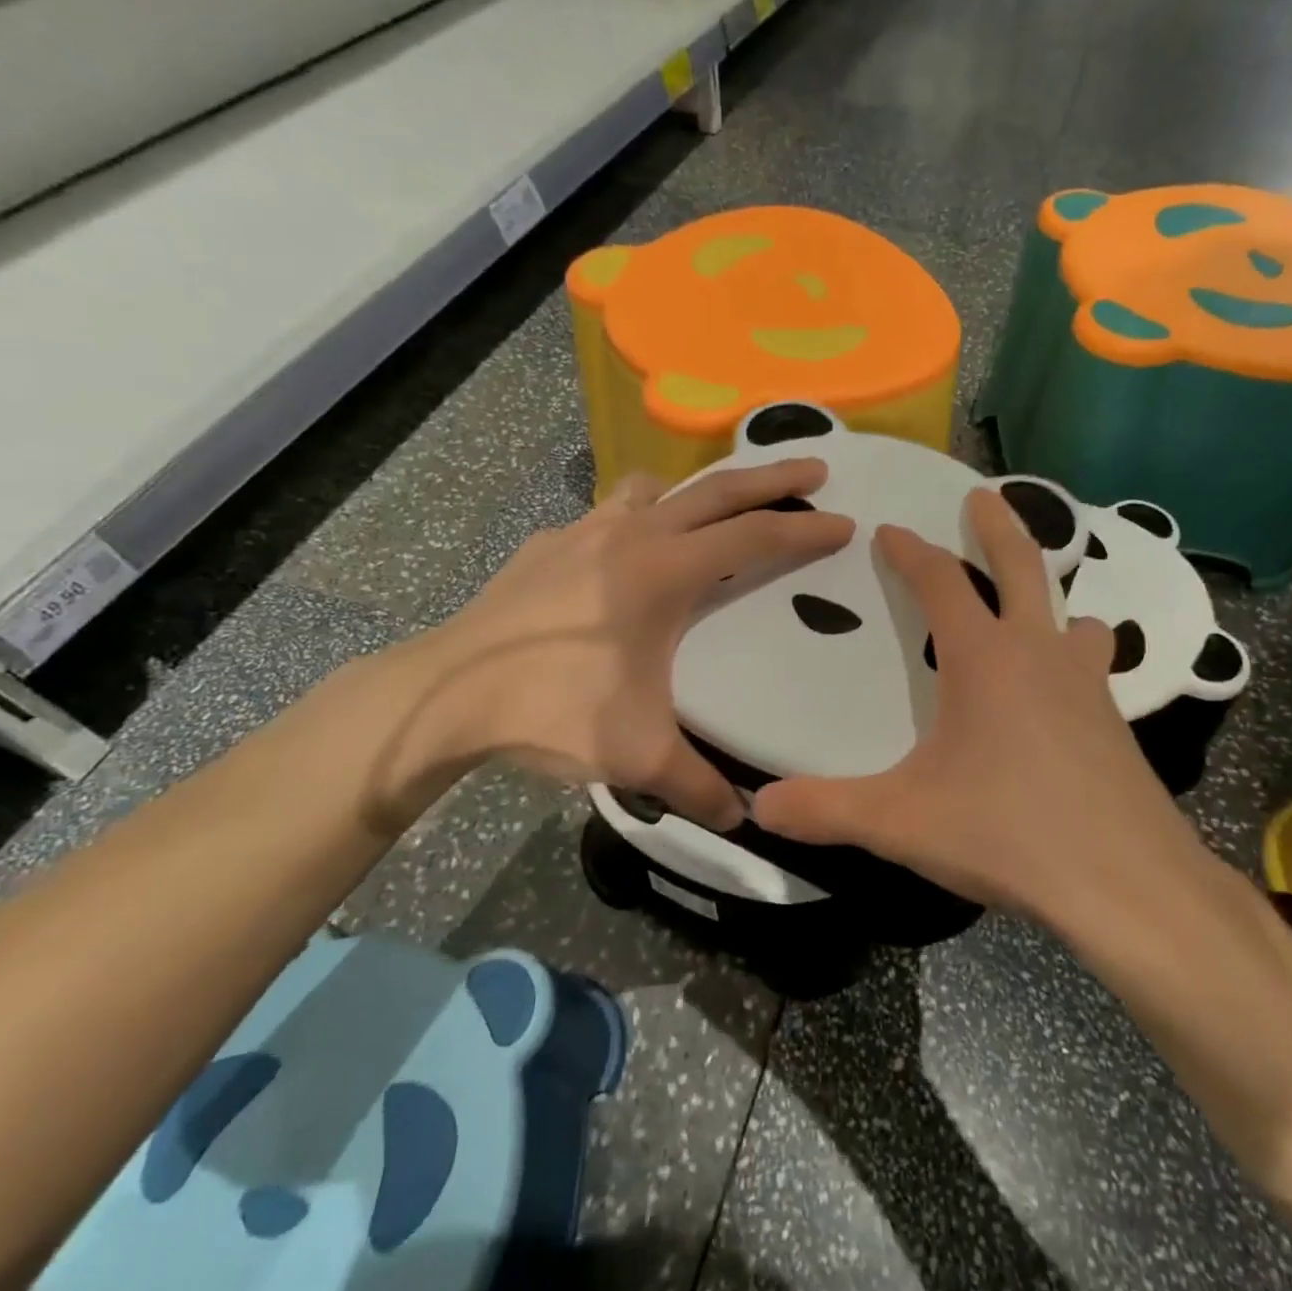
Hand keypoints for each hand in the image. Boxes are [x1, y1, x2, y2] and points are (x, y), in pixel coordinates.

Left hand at [390, 459, 852, 829]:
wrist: (445, 695)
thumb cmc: (551, 711)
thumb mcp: (636, 756)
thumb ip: (698, 787)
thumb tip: (741, 821)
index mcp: (664, 572)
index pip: (754, 539)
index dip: (805, 531)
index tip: (845, 523)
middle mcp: (630, 535)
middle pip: (717, 491)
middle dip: (772, 477)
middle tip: (815, 468)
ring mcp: (582, 531)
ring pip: (655, 490)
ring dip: (695, 493)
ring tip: (711, 516)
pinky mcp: (546, 544)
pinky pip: (606, 515)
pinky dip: (634, 521)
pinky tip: (623, 561)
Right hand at [754, 487, 1201, 916]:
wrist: (1127, 883)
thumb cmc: (1008, 833)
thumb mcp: (901, 822)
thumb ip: (826, 810)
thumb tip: (759, 805)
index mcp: (983, 659)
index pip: (940, 582)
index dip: (910, 552)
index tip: (890, 531)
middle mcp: (1039, 654)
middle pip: (1022, 567)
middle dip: (997, 526)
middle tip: (982, 496)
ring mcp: (1087, 686)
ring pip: (1072, 618)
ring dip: (1049, 600)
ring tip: (1034, 605)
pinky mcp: (1116, 724)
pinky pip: (1092, 668)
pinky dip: (1073, 658)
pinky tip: (1063, 694)